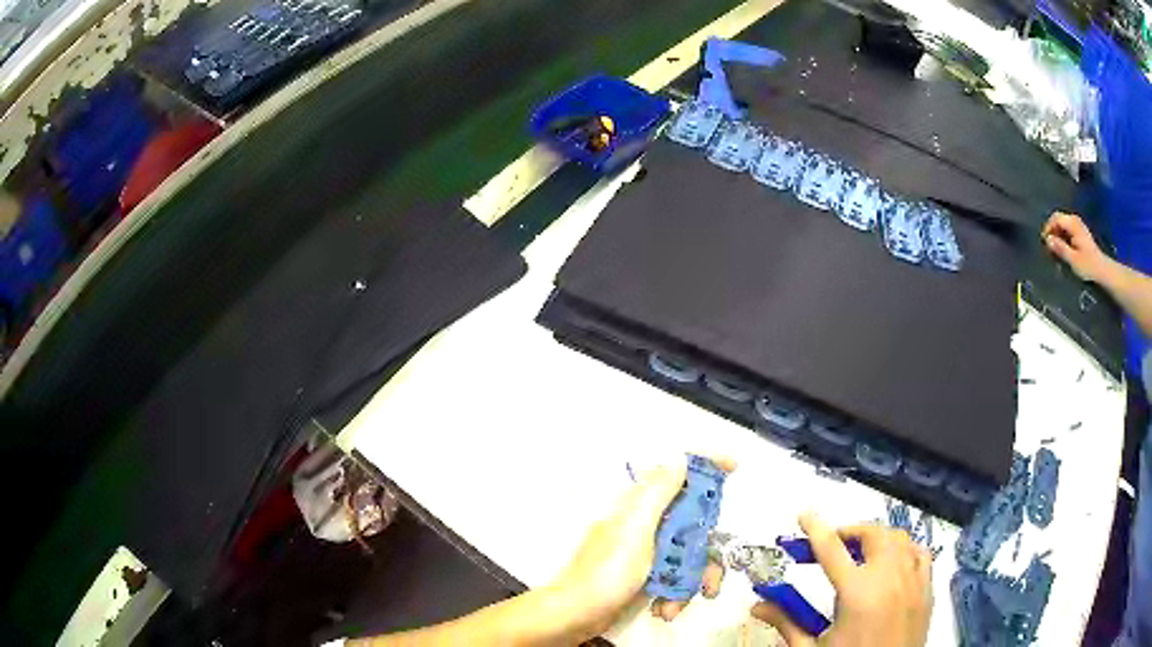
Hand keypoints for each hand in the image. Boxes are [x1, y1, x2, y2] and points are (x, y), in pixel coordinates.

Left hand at [547, 457, 734, 635]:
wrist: (575, 615)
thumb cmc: (606, 572)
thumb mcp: (635, 530)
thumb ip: (658, 495)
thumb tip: (679, 458)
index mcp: (640, 506)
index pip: (676, 474)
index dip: (704, 466)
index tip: (733, 468)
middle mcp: (645, 524)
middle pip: (693, 524)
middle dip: (706, 556)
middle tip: (711, 582)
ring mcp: (646, 551)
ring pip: (687, 555)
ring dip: (689, 584)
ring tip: (676, 606)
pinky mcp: (644, 574)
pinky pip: (673, 577)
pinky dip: (673, 595)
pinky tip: (663, 610)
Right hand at [751, 513, 931, 646]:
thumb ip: (787, 623)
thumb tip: (757, 605)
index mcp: (857, 593)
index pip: (832, 550)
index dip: (816, 529)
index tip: (805, 514)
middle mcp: (889, 578)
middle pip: (873, 535)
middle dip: (850, 533)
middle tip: (832, 545)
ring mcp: (913, 580)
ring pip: (899, 539)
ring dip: (877, 539)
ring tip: (861, 555)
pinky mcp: (927, 589)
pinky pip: (919, 553)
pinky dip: (903, 550)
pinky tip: (893, 564)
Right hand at [1042, 211, 1113, 283]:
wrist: (1102, 270)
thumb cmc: (1088, 266)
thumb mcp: (1073, 259)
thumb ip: (1060, 248)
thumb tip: (1047, 240)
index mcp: (1073, 224)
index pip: (1056, 218)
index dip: (1048, 228)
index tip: (1044, 242)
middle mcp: (1075, 220)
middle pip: (1058, 219)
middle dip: (1052, 230)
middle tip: (1048, 246)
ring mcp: (1078, 226)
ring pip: (1062, 224)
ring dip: (1057, 234)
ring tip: (1055, 249)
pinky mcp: (1080, 232)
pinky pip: (1067, 229)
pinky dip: (1062, 236)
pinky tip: (1063, 248)